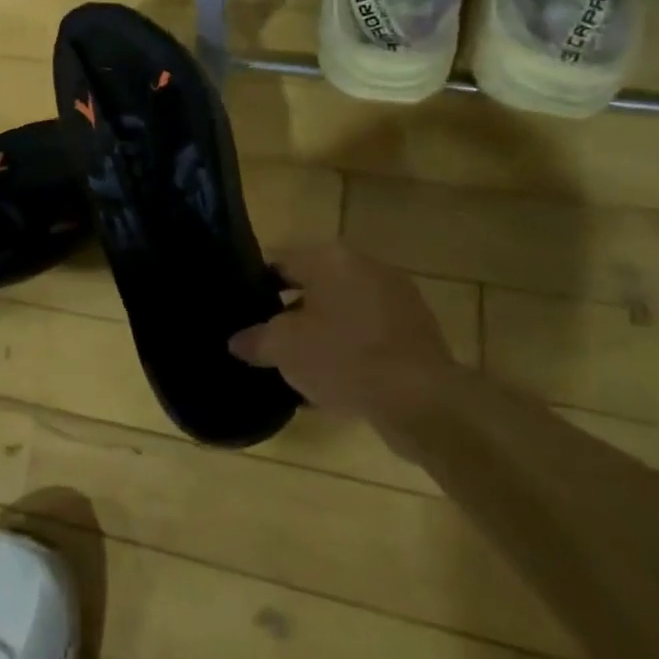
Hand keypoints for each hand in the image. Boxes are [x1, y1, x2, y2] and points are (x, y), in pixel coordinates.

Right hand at [230, 242, 454, 418]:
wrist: (421, 399)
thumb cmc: (342, 357)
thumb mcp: (283, 348)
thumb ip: (255, 340)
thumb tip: (237, 342)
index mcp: (329, 258)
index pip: (280, 263)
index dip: (257, 286)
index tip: (244, 311)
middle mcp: (365, 266)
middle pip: (314, 286)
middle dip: (291, 312)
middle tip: (268, 338)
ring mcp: (397, 297)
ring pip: (344, 311)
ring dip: (323, 332)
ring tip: (300, 364)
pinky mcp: (418, 331)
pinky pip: (370, 334)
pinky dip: (351, 349)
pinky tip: (335, 380)